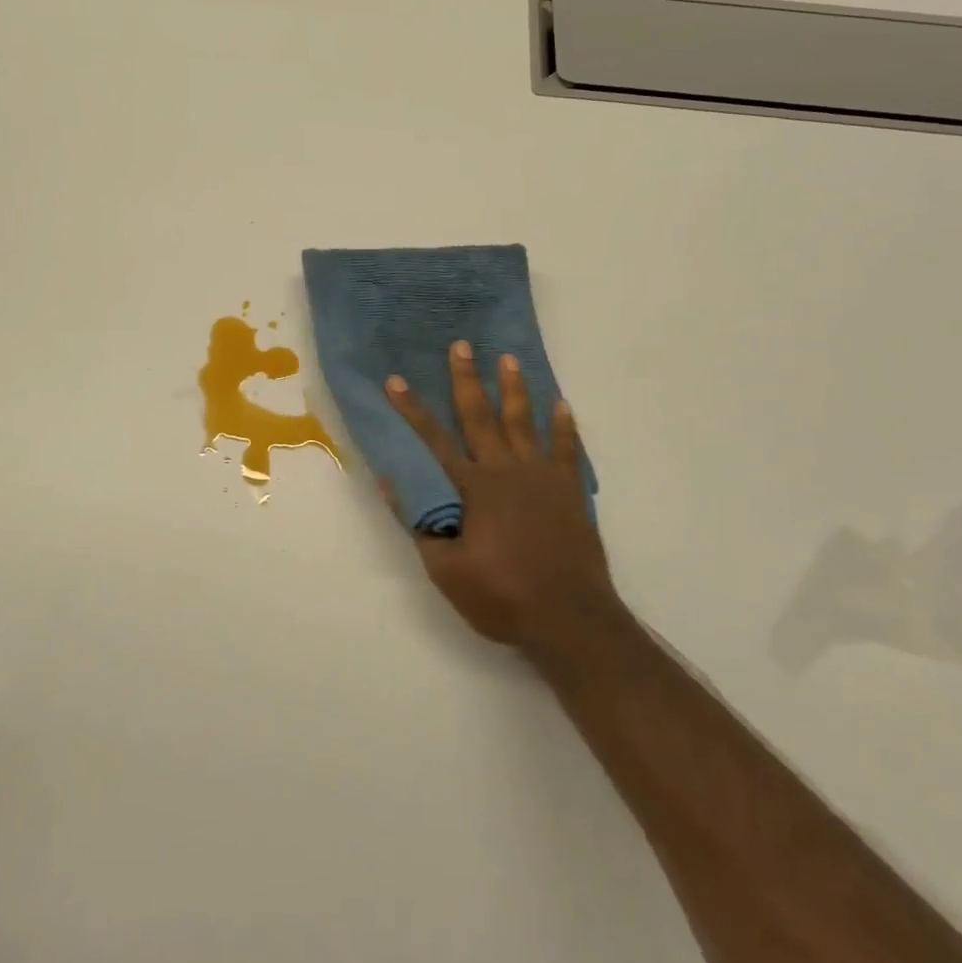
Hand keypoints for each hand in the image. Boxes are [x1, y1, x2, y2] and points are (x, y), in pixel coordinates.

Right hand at [384, 341, 619, 650]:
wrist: (569, 618)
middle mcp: (505, 470)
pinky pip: (567, 448)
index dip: (411, 410)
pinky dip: (565, 425)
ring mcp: (541, 476)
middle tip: (461, 345)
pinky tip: (562, 404)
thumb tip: (392, 480)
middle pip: (481, 416)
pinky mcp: (569, 489)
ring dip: (514, 388)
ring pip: (524, 421)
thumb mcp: (446, 569)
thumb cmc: (501, 595)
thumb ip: (420, 522)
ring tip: (508, 358)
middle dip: (466, 379)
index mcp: (473, 488)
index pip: (433, 440)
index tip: (395, 381)